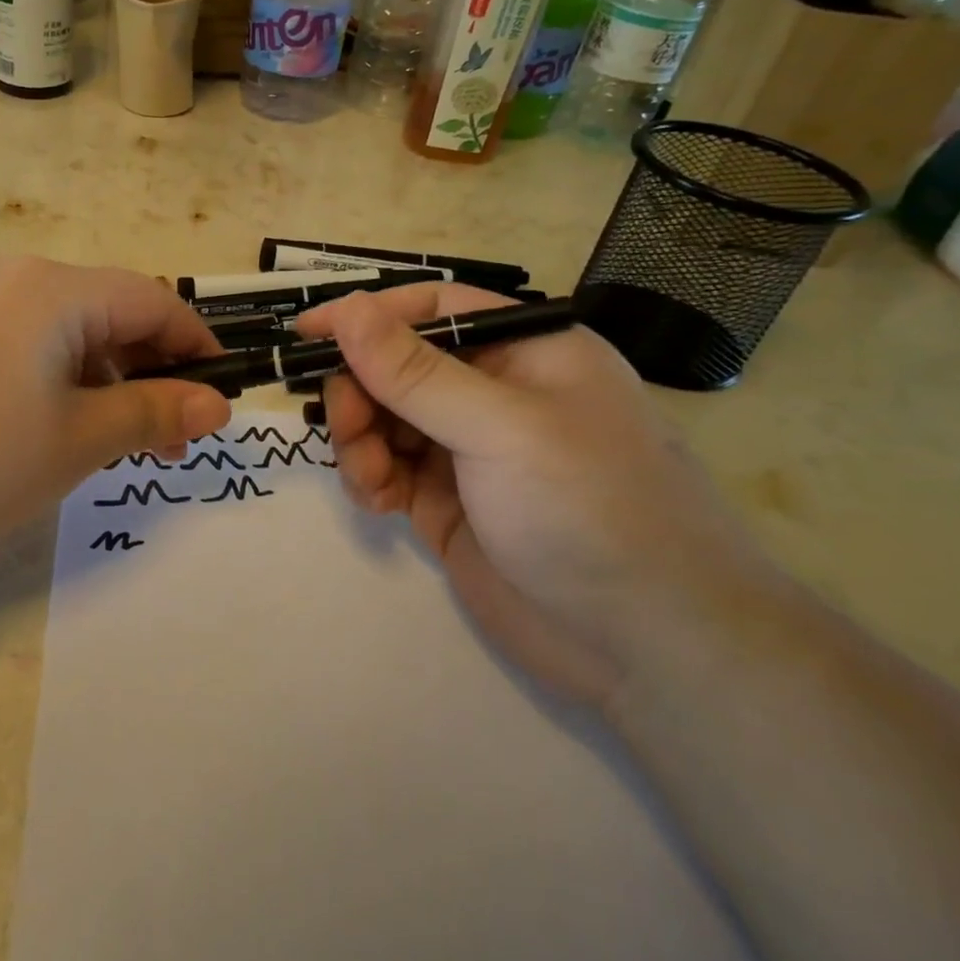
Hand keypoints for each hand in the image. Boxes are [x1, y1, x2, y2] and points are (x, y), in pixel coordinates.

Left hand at [0, 257, 230, 577]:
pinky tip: (32, 431)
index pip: (153, 300)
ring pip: (58, 331)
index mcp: (52, 289)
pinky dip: (48, 380)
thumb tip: (216, 403)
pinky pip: (13, 344)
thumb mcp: (73, 443)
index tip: (220, 399)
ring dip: (98, 379)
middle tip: (162, 441)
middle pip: (106, 312)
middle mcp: (8, 278)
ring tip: (99, 444)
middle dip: (147, 371)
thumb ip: (151, 414)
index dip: (196, 346)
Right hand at [294, 283, 759, 706]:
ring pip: (384, 417)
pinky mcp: (448, 500)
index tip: (306, 333)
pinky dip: (369, 477)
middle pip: (396, 365)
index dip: (368, 316)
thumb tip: (349, 310)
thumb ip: (415, 372)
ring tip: (369, 479)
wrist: (653, 651)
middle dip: (360, 391)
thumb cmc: (589, 511)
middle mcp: (495, 392)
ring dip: (360, 440)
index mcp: (526, 351)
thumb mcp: (500, 429)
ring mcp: (469, 450)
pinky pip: (387, 467)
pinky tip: (378, 502)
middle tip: (345, 428)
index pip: (431, 309)